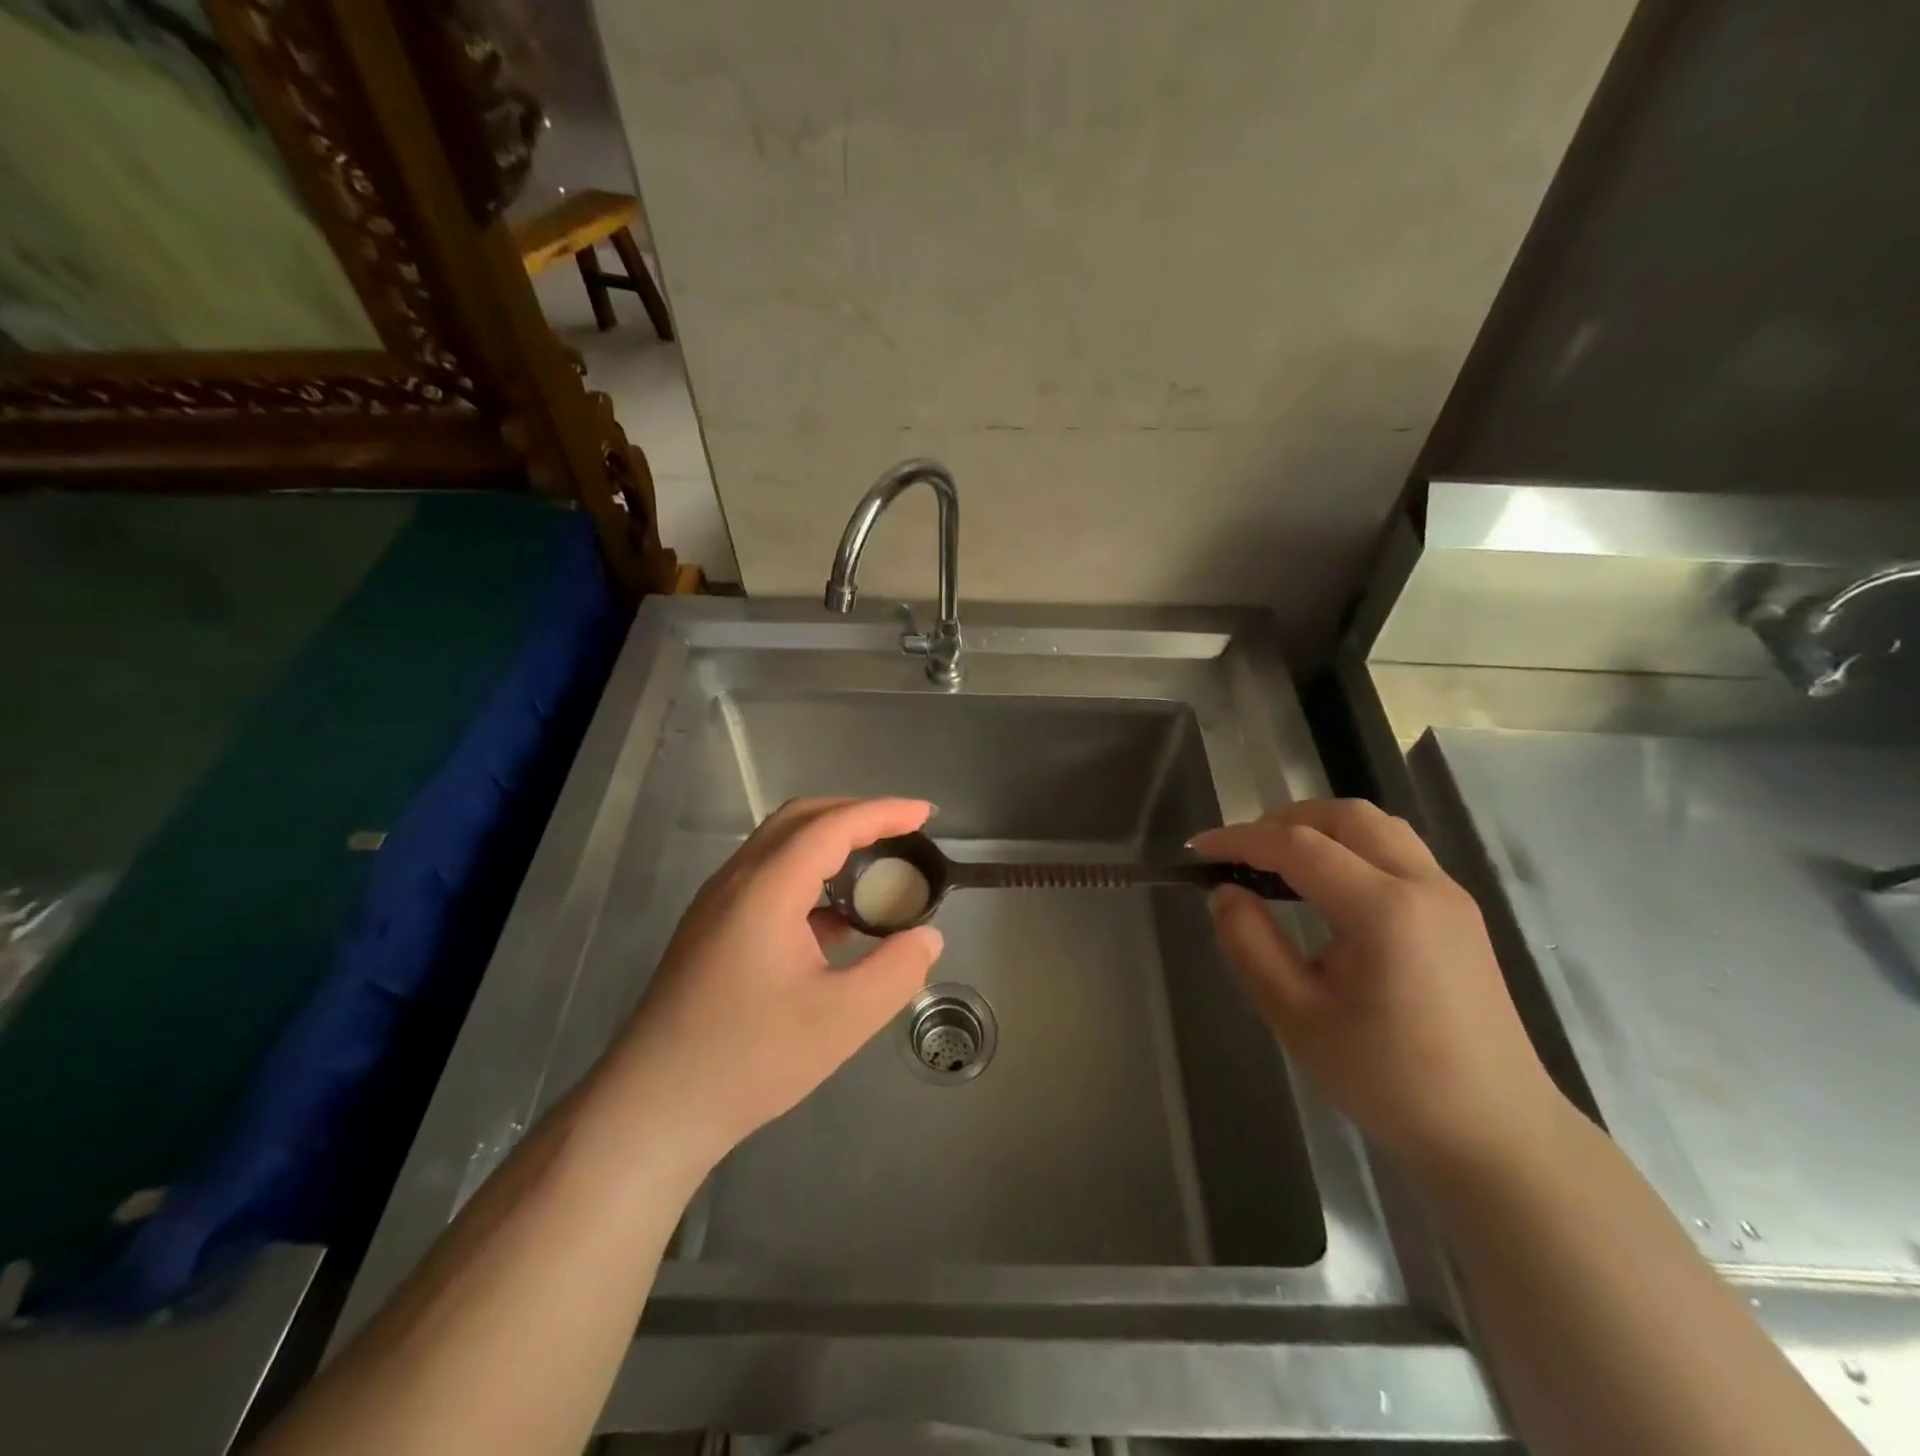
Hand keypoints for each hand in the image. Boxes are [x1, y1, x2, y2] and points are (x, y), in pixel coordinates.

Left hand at [607, 797, 944, 1169]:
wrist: (653, 1107)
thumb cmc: (749, 1059)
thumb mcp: (841, 1020)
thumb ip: (896, 971)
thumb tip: (928, 937)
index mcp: (766, 889)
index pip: (832, 825)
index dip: (883, 812)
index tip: (925, 814)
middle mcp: (736, 881)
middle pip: (801, 819)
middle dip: (856, 815)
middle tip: (903, 833)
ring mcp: (717, 904)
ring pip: (780, 846)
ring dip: (830, 843)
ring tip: (876, 869)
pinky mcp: (711, 929)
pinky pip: (767, 877)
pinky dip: (809, 876)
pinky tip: (836, 920)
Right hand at [1191, 800, 1565, 1179]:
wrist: (1496, 1135)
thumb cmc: (1388, 1081)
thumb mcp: (1296, 1016)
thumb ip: (1250, 944)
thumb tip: (1226, 892)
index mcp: (1384, 909)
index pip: (1298, 847)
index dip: (1240, 840)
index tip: (1198, 850)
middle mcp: (1423, 885)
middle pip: (1344, 817)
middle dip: (1282, 822)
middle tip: (1239, 854)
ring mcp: (1449, 895)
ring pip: (1376, 827)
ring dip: (1320, 829)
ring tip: (1278, 861)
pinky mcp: (1459, 913)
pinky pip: (1397, 851)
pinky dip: (1350, 848)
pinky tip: (1326, 887)